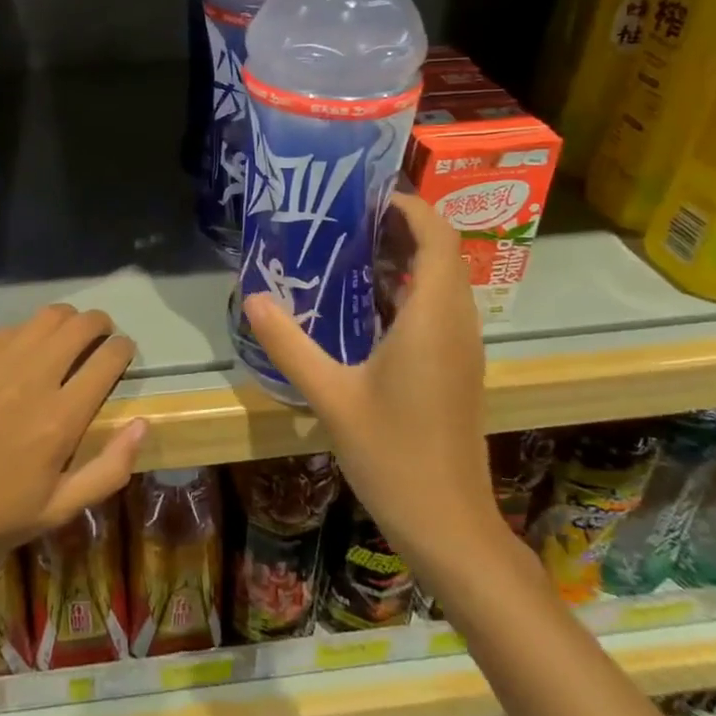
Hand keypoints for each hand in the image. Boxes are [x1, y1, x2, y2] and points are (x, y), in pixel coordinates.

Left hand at [0, 305, 147, 582]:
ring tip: (65, 334)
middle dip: (99, 324)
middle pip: (79, 326)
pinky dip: (25, 334)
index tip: (123, 351)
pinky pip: (6, 331)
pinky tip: (20, 352)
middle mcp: (32, 379)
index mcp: (61, 418)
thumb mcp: (59, 510)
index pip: (108, 359)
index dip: (123, 348)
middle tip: (100, 334)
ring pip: (44, 318)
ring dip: (65, 320)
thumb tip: (142, 424)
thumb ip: (109, 469)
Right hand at [243, 193, 500, 556]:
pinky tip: (362, 306)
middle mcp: (457, 323)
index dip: (409, 206)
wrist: (447, 522)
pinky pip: (438, 308)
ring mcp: (462, 348)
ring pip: (442, 281)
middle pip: (442, 253)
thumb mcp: (329, 396)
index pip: (437, 237)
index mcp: (433, 318)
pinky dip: (407, 291)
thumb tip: (253, 296)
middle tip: (343, 217)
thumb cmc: (391, 454)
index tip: (365, 193)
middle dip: (400, 226)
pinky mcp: (458, 368)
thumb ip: (289, 343)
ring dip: (404, 258)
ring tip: (347, 249)